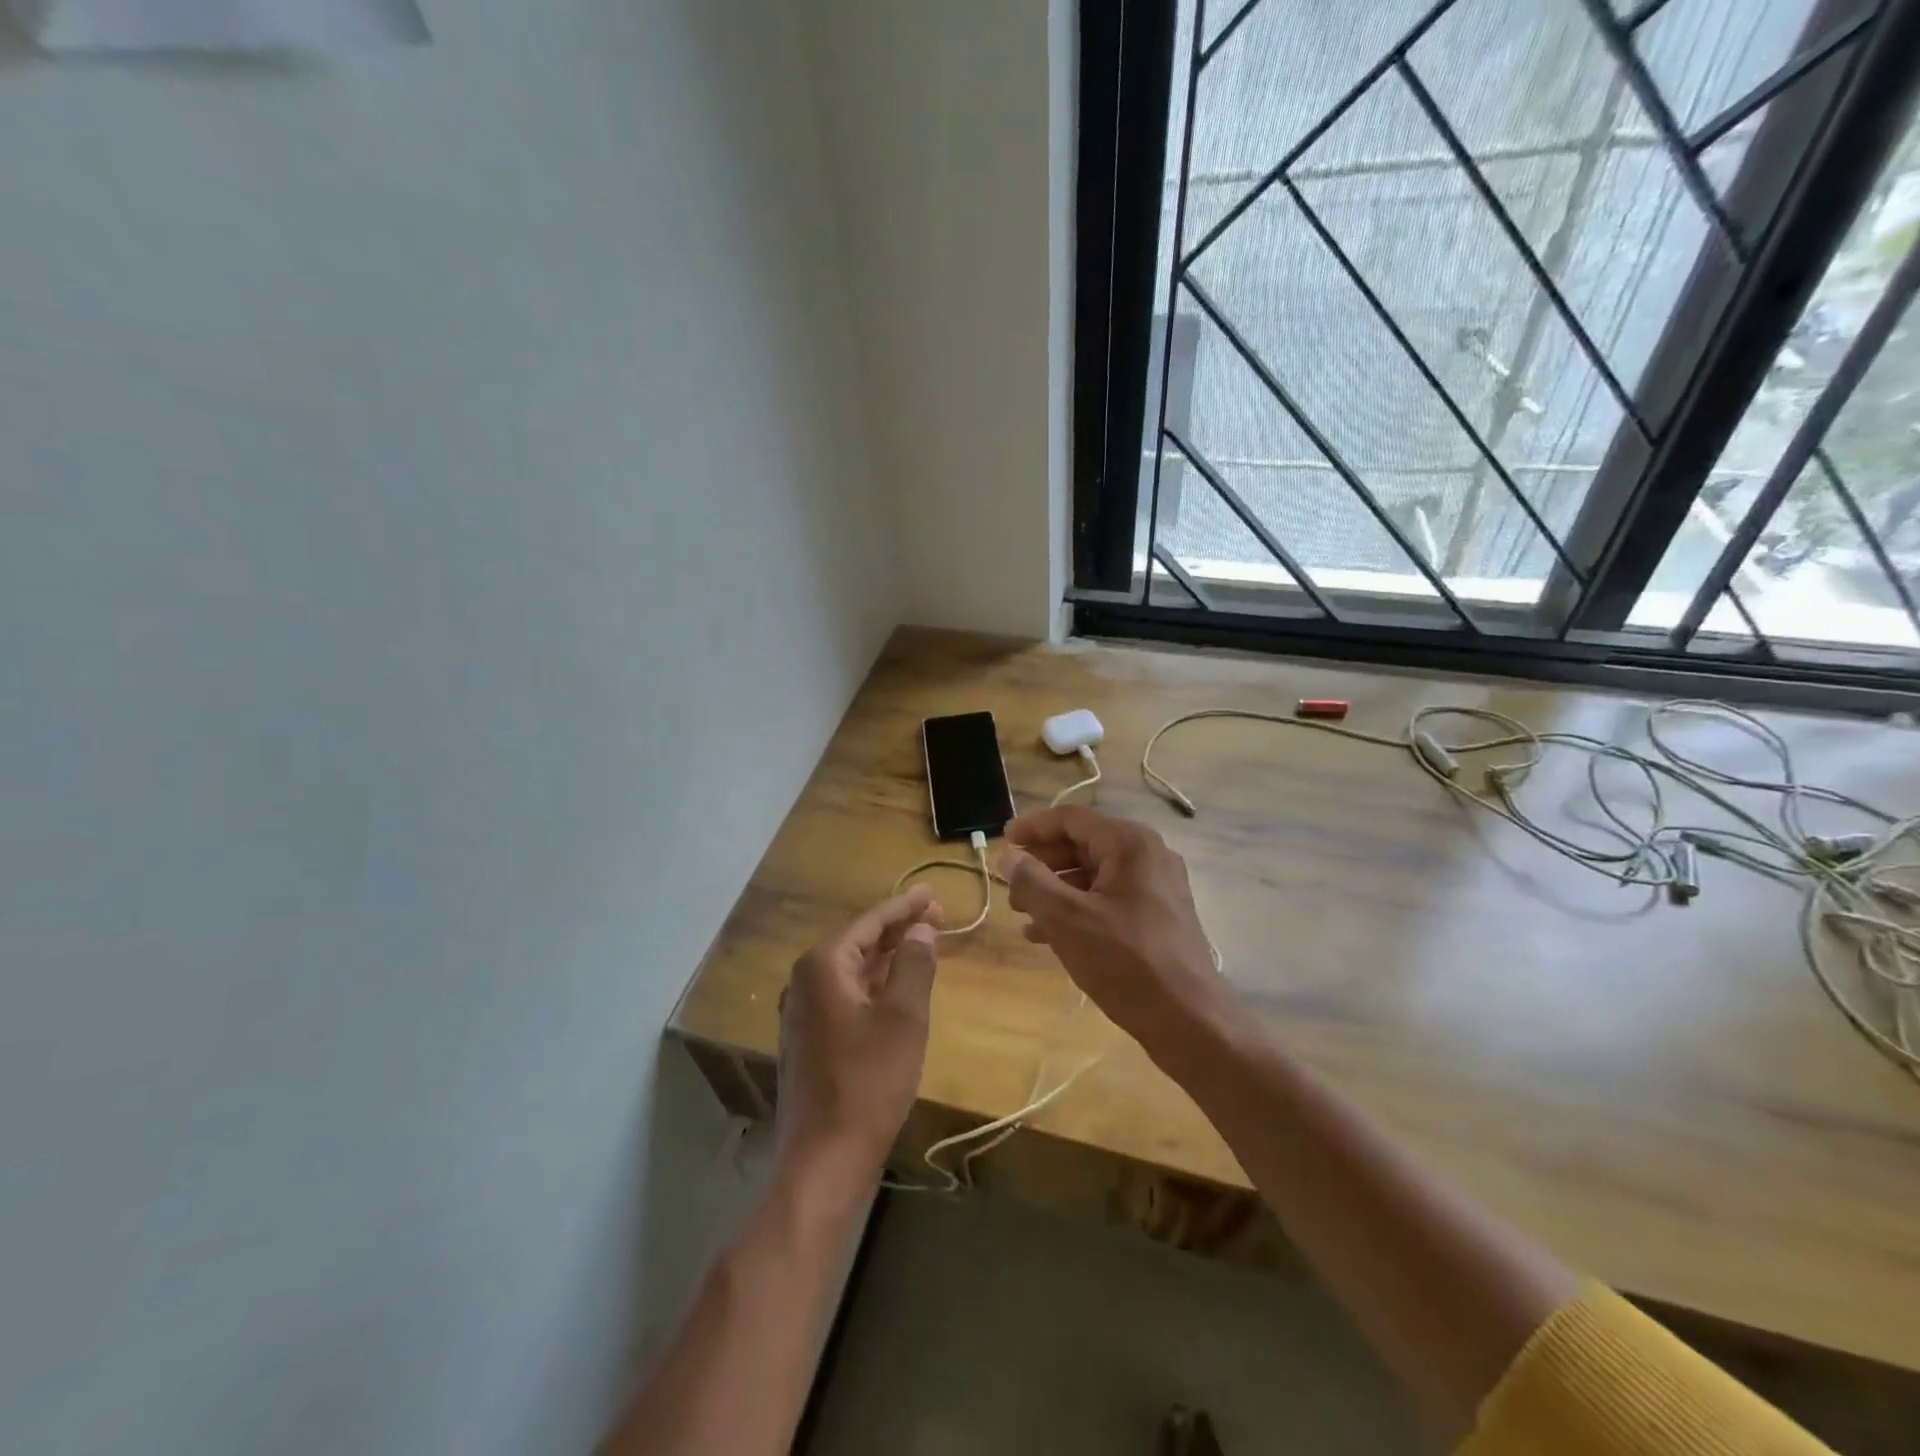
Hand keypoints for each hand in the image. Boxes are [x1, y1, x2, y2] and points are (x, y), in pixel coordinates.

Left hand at [775, 887, 942, 1184]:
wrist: (824, 1158)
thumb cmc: (868, 1082)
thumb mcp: (903, 1017)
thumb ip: (914, 964)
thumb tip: (920, 929)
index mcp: (823, 965)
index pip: (870, 922)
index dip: (905, 906)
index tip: (934, 894)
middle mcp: (805, 981)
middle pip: (859, 941)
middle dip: (898, 929)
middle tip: (937, 916)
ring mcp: (803, 1012)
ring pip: (853, 969)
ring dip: (888, 956)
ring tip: (923, 944)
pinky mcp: (809, 1039)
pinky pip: (846, 994)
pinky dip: (875, 983)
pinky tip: (897, 986)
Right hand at [1000, 807, 1219, 1048]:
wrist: (1189, 1020)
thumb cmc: (1125, 961)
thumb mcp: (1067, 919)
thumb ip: (1032, 882)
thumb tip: (1009, 857)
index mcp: (1130, 844)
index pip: (1072, 819)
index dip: (1033, 827)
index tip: (1002, 842)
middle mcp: (1147, 856)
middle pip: (1083, 844)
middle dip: (1042, 863)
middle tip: (1010, 883)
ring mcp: (1157, 887)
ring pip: (1094, 875)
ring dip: (1055, 889)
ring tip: (1022, 912)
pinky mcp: (1158, 917)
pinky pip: (1108, 899)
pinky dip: (1077, 909)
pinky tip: (1046, 935)